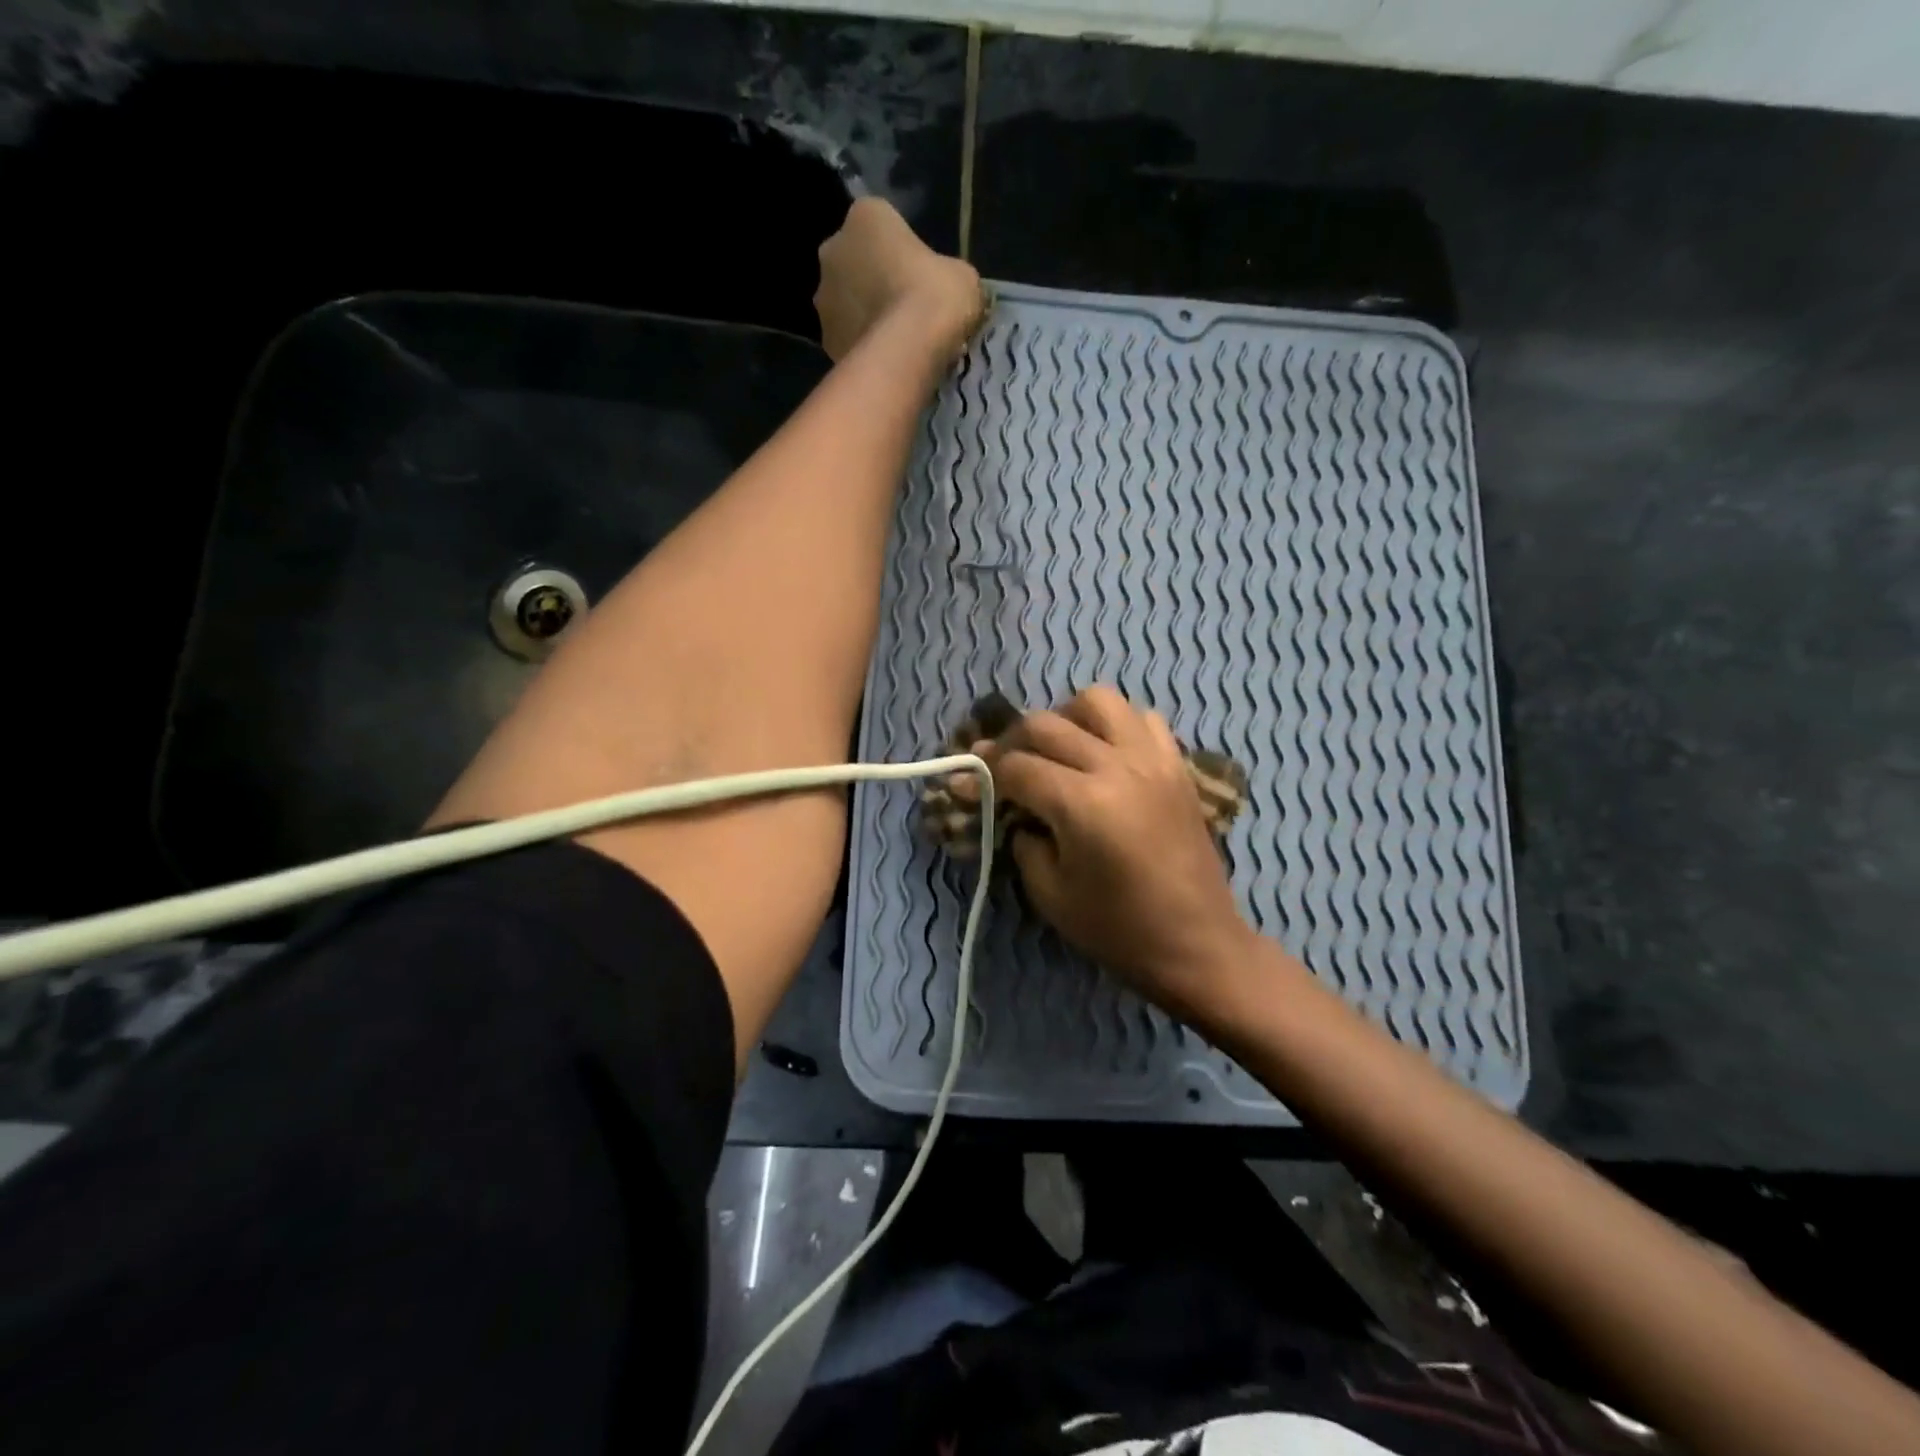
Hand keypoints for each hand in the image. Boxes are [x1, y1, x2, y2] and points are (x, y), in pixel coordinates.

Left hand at [814, 198, 984, 362]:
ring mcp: (823, 298)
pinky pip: (847, 337)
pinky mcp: (824, 340)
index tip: (920, 275)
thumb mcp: (961, 276)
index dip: (903, 250)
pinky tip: (885, 360)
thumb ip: (946, 273)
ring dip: (864, 314)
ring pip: (847, 302)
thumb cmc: (935, 297)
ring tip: (895, 340)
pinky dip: (861, 345)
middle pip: (856, 261)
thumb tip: (946, 288)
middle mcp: (833, 248)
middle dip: (875, 280)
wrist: (906, 353)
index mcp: (866, 216)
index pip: (883, 224)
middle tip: (905, 307)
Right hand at [980, 686, 1257, 1022]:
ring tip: (1057, 749)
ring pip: (1097, 701)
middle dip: (1012, 741)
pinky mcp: (1176, 765)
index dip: (983, 773)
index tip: (965, 781)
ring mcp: (1152, 759)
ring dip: (1065, 718)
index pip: (1016, 767)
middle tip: (1000, 765)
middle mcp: (1117, 766)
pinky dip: (1115, 725)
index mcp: (1083, 803)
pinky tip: (1105, 754)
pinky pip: (1141, 719)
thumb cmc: (1118, 929)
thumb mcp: (1050, 894)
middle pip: (1047, 725)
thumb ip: (1023, 839)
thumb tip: (1013, 808)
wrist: (1197, 943)